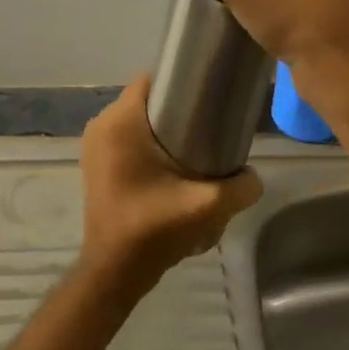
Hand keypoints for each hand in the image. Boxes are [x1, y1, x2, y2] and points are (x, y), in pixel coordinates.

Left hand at [78, 75, 262, 295]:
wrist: (114, 270)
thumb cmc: (154, 229)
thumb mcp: (207, 206)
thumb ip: (241, 186)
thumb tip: (254, 176)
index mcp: (120, 122)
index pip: (152, 79)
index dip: (182, 82)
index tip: (209, 95)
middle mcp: (101, 125)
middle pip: (146, 100)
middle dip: (176, 107)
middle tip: (210, 124)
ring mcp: (94, 146)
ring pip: (136, 120)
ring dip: (162, 128)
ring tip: (196, 145)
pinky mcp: (95, 164)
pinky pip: (125, 139)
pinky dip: (147, 144)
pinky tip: (172, 165)